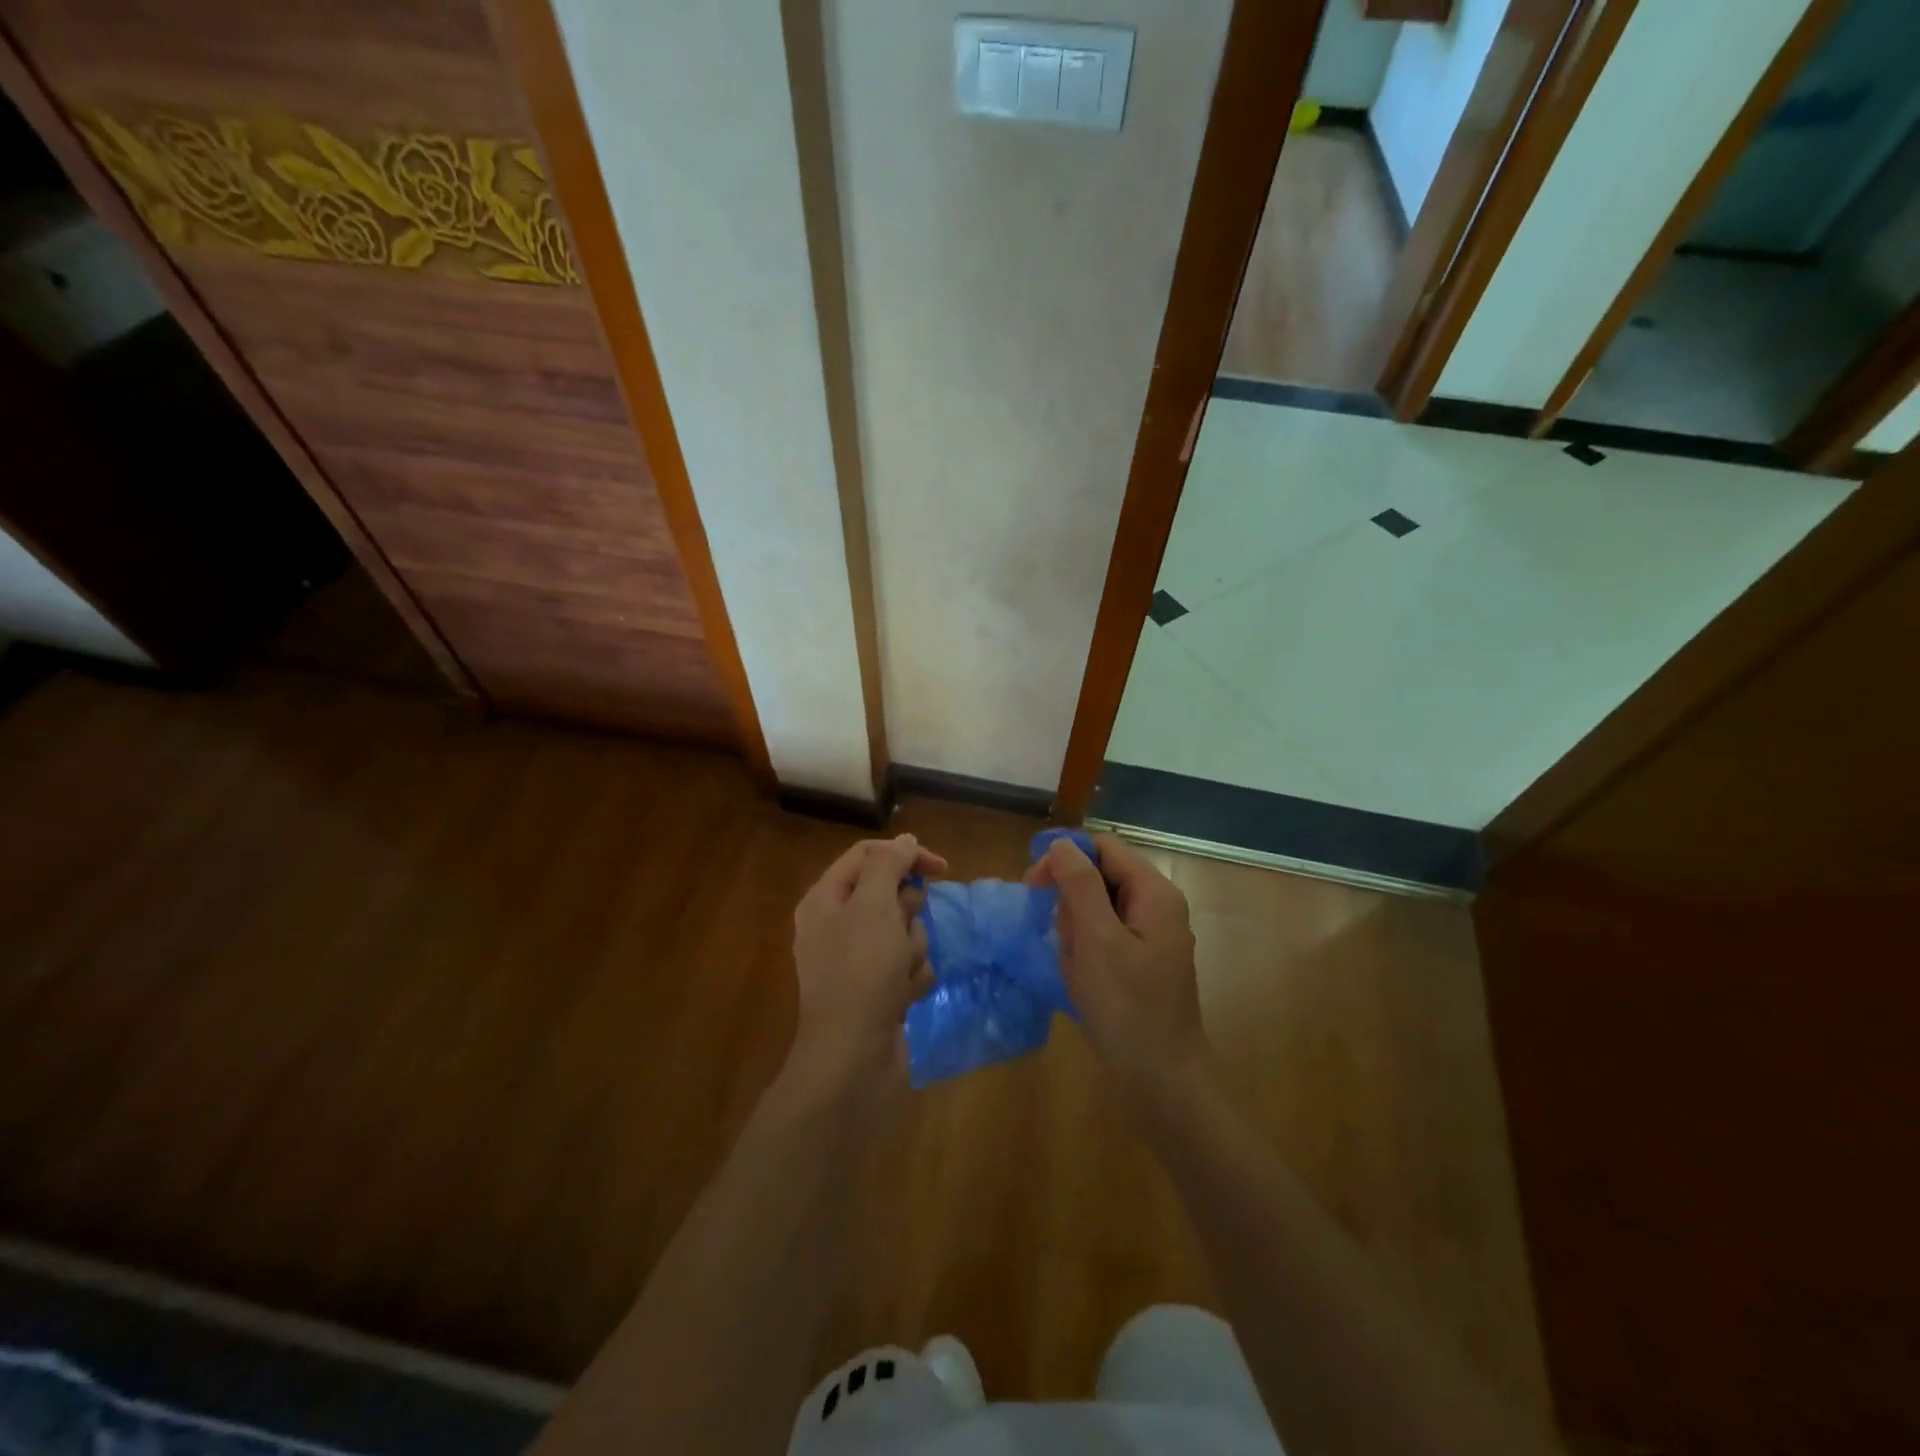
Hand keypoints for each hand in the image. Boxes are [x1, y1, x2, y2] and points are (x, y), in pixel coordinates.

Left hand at [782, 834, 947, 1121]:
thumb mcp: (873, 905)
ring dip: (912, 949)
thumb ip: (888, 864)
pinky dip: (912, 978)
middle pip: (890, 894)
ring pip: (905, 931)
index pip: (868, 855)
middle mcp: (837, 925)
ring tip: (900, 974)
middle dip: (907, 913)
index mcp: (825, 899)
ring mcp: (857, 961)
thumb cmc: (861, 972)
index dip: (905, 855)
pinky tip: (904, 998)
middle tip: (899, 932)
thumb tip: (903, 841)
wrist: (852, 1060)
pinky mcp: (877, 990)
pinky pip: (908, 966)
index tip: (941, 868)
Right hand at [1026, 834, 1209, 1105]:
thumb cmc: (1127, 1007)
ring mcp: (1152, 934)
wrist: (1162, 1079)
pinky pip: (1105, 936)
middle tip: (1058, 936)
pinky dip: (1086, 949)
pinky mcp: (1142, 960)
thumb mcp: (1097, 940)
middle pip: (1101, 876)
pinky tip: (1081, 977)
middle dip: (1071, 901)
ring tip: (1074, 965)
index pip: (1103, 847)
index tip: (1033, 886)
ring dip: (1076, 930)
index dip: (1065, 858)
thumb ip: (1080, 885)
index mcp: (1154, 892)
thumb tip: (1062, 843)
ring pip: (1098, 908)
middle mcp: (1157, 905)